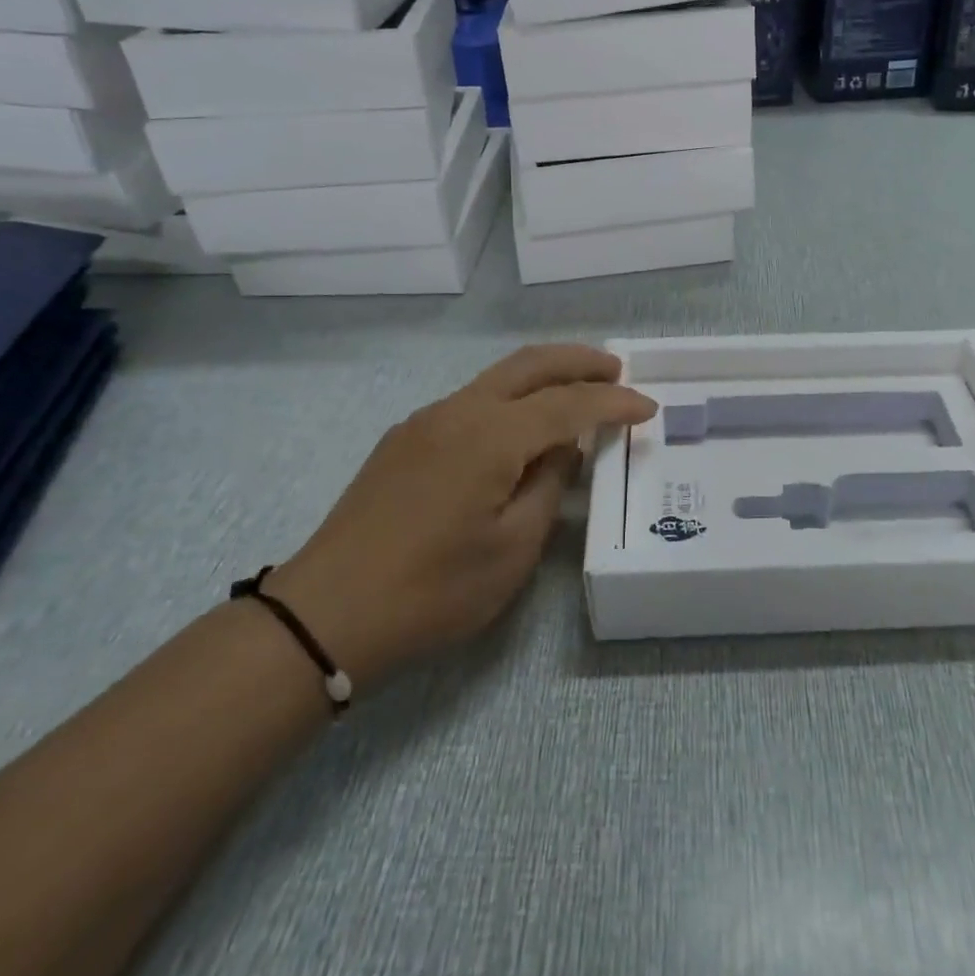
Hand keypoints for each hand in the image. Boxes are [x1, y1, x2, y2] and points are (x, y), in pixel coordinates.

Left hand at [270, 345, 655, 683]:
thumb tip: (561, 449)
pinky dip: (511, 400)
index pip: (568, 403)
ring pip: (497, 379)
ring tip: (578, 392)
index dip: (613, 402)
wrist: (326, 614)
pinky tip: (521, 429)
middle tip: (617, 370)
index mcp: (490, 435)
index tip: (648, 408)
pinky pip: (472, 402)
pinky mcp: (405, 440)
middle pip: (529, 365)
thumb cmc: (432, 591)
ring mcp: (425, 422)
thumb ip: (547, 487)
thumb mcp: (512, 550)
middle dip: (579, 361)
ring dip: (543, 377)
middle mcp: (458, 411)